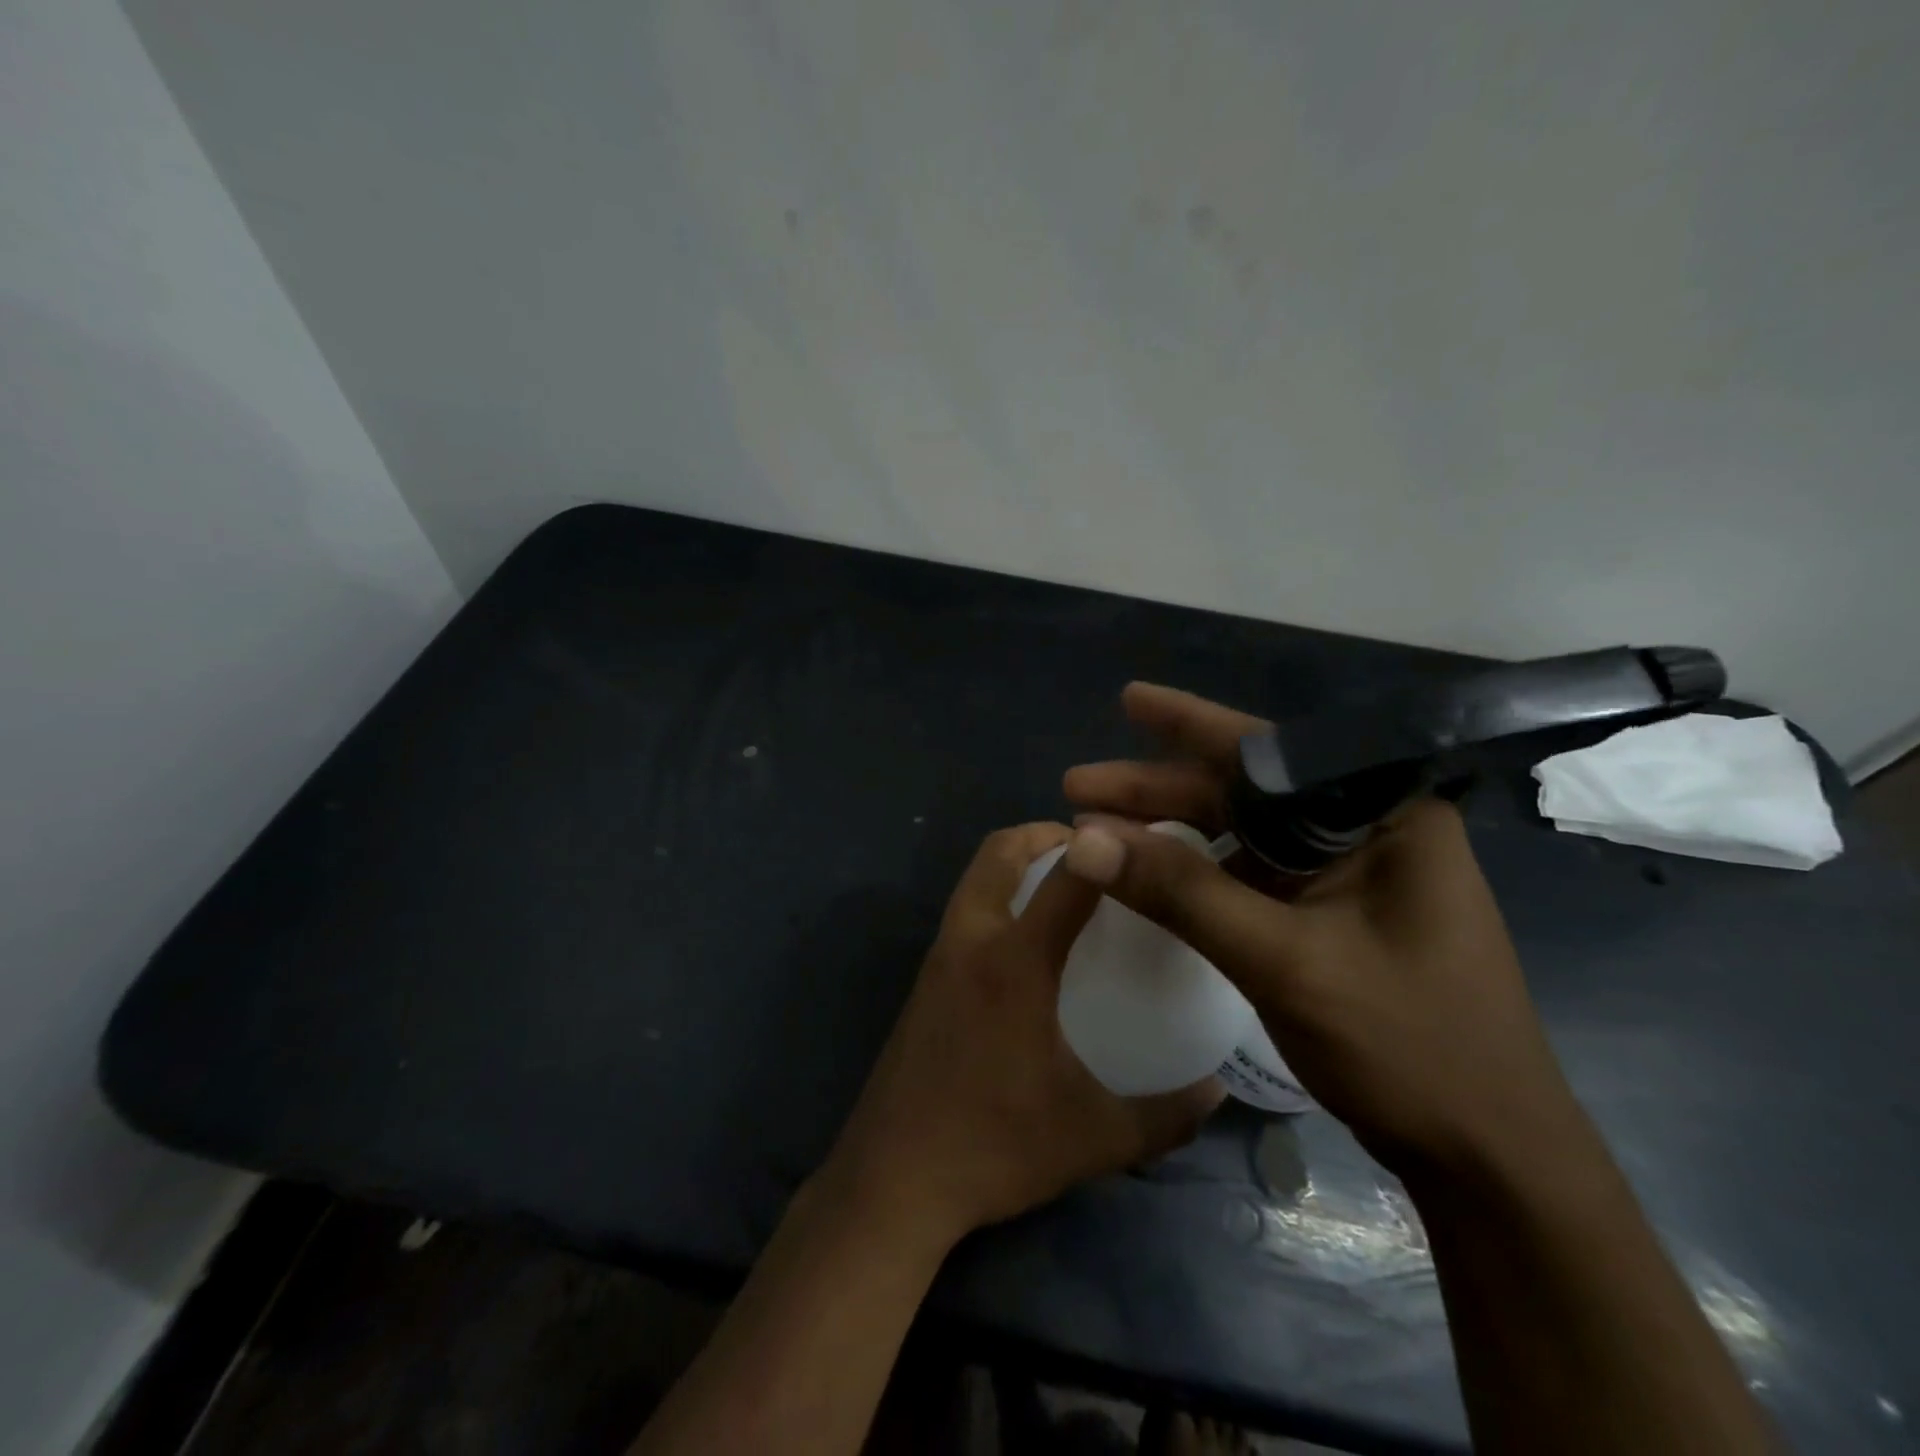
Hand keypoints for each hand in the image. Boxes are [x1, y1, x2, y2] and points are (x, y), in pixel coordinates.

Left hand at [822, 823, 1222, 1245]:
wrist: (893, 1177)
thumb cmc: (994, 1147)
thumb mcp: (1094, 1137)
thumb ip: (1166, 1115)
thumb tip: (1219, 1089)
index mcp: (1014, 963)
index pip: (1066, 879)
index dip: (1102, 847)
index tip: (1138, 838)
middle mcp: (971, 941)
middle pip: (998, 852)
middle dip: (1043, 833)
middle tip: (1093, 852)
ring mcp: (939, 957)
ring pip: (974, 877)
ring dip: (1014, 861)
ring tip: (1064, 886)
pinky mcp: (923, 979)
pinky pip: (964, 909)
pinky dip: (995, 894)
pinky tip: (1026, 941)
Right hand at [1062, 684, 1585, 1181]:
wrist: (1487, 1160)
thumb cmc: (1409, 1047)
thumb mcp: (1283, 961)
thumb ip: (1182, 892)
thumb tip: (1085, 839)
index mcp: (1385, 816)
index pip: (1271, 752)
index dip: (1189, 722)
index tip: (1127, 699)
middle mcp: (1369, 831)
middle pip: (1246, 791)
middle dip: (1158, 789)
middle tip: (1078, 786)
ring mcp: (1351, 875)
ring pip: (1242, 833)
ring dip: (1171, 830)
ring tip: (1099, 828)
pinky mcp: (1334, 914)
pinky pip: (1251, 874)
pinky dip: (1197, 872)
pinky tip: (1150, 870)